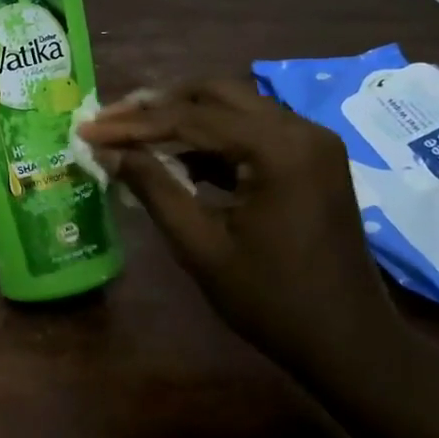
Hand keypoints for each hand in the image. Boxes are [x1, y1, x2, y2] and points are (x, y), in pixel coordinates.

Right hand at [78, 80, 403, 378]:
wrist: (350, 343)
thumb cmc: (272, 301)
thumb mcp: (201, 246)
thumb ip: (154, 188)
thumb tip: (107, 151)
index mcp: (278, 148)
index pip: (190, 118)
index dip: (133, 124)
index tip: (88, 128)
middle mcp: (300, 129)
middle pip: (214, 94)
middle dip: (158, 105)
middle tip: (111, 120)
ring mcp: (311, 141)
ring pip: (233, 106)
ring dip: (183, 116)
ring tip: (133, 132)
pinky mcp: (311, 158)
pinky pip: (252, 130)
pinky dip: (211, 137)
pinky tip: (176, 155)